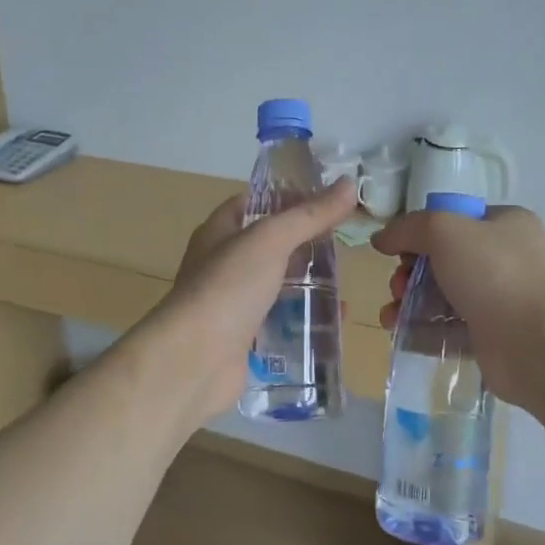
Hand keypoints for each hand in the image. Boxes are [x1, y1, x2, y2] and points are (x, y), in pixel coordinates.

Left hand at [138, 178, 358, 426]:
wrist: (195, 361)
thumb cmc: (228, 287)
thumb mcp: (270, 240)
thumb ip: (309, 215)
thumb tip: (349, 184)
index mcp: (219, 232)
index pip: (254, 204)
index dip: (287, 197)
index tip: (327, 198)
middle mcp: (222, 265)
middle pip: (269, 246)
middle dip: (304, 244)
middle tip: (345, 243)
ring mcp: (232, 304)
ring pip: (276, 286)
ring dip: (307, 285)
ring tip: (346, 284)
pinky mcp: (243, 339)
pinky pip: (279, 323)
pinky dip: (303, 322)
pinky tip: (333, 323)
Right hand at [371, 204, 544, 408]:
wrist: (534, 344)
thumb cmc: (492, 273)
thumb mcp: (443, 230)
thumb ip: (407, 228)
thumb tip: (381, 239)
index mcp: (507, 224)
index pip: (455, 219)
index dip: (422, 232)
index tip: (400, 250)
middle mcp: (507, 258)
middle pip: (444, 259)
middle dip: (411, 272)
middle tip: (398, 285)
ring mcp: (501, 299)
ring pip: (443, 295)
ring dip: (410, 302)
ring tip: (391, 315)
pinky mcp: (492, 336)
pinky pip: (449, 328)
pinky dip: (423, 329)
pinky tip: (399, 332)